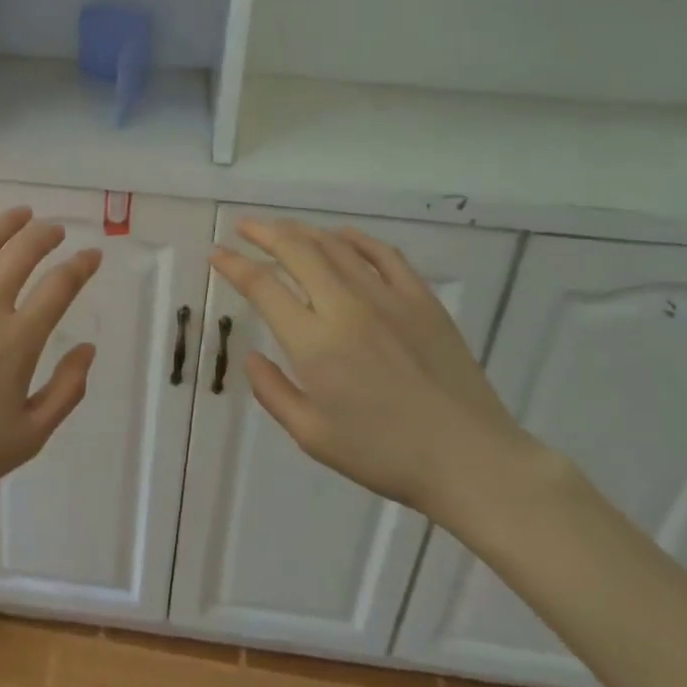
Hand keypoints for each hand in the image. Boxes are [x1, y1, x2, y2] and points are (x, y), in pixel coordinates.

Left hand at [0, 207, 102, 515]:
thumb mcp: (29, 438)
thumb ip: (67, 390)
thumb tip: (88, 349)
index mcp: (17, 341)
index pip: (60, 286)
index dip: (81, 265)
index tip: (91, 255)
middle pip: (22, 253)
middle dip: (46, 235)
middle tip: (55, 230)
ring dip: (5, 223)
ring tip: (20, 214)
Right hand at [211, 220, 545, 528]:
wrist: (470, 460)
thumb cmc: (384, 455)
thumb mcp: (313, 435)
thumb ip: (273, 392)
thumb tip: (252, 357)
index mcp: (314, 342)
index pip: (263, 286)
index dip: (234, 265)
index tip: (217, 254)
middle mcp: (345, 307)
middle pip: (296, 251)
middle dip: (263, 233)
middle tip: (243, 226)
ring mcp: (387, 297)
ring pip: (335, 246)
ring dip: (302, 231)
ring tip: (282, 228)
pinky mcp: (420, 299)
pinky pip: (383, 254)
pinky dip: (356, 239)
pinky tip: (341, 236)